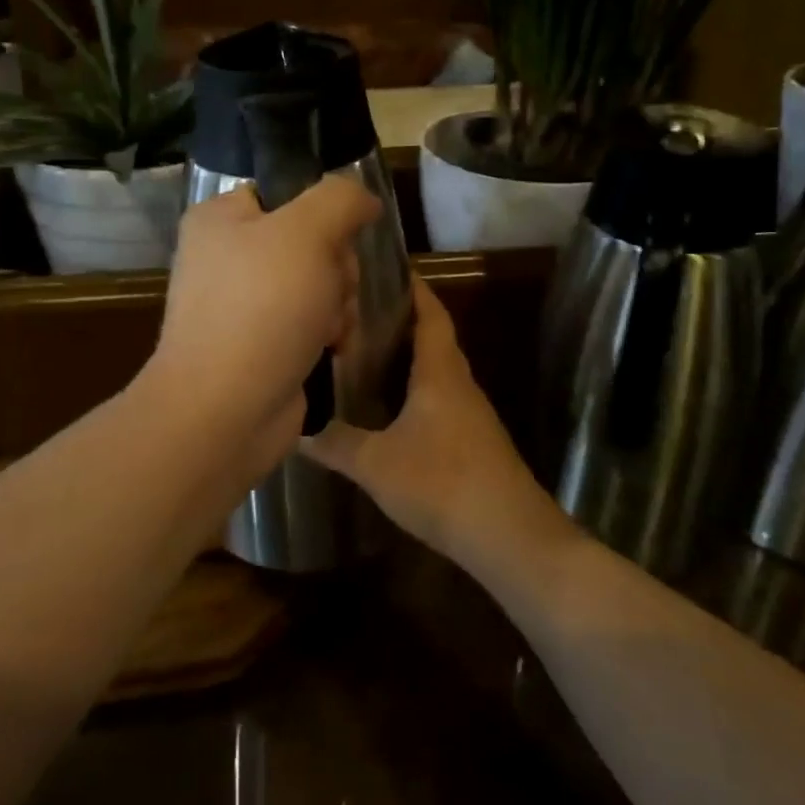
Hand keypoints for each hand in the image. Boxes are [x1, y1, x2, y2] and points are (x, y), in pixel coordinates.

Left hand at [145, 176, 379, 472]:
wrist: (225, 410)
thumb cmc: (261, 309)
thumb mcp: (306, 232)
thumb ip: (340, 199)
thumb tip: (364, 199)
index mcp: (221, 219)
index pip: (287, 193)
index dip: (323, 214)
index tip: (336, 241)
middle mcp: (228, 257)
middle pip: (312, 242)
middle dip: (336, 270)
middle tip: (331, 291)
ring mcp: (243, 305)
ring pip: (319, 284)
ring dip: (338, 305)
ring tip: (328, 329)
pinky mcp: (260, 345)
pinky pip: (311, 322)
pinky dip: (327, 335)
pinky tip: (330, 350)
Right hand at [304, 278, 577, 576]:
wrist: (509, 536)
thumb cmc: (442, 483)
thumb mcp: (375, 463)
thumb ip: (335, 442)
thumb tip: (295, 427)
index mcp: (440, 372)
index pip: (430, 313)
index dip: (412, 288)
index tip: (385, 268)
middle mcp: (459, 383)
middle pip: (432, 338)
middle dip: (400, 320)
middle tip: (357, 312)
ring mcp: (470, 414)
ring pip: (435, 371)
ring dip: (406, 358)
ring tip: (364, 354)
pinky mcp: (472, 441)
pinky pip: (439, 399)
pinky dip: (413, 390)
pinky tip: (388, 408)